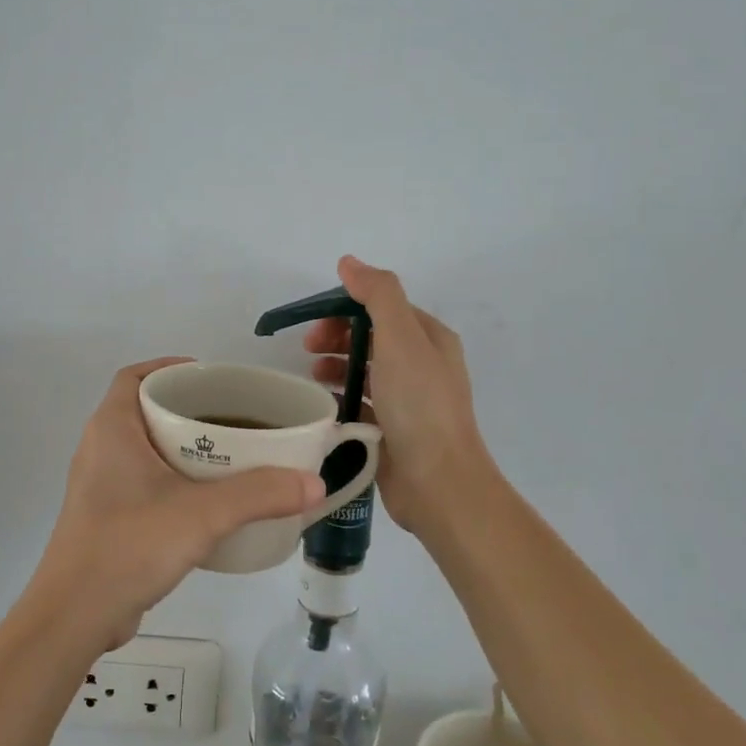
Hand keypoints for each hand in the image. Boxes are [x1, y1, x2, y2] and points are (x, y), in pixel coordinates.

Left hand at [28, 359, 325, 649]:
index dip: (170, 367)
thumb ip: (260, 494)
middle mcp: (100, 449)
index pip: (134, 376)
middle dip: (188, 409)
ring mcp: (100, 487)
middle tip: (234, 418)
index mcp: (112, 428)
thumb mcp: (203, 514)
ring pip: (146, 450)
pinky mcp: (106, 519)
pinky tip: (208, 502)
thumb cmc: (130, 545)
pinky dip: (174, 481)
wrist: (75, 616)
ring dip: (182, 448)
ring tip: (230, 456)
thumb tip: (314, 482)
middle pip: (145, 411)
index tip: (211, 378)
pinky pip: (144, 483)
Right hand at [305, 256, 497, 534]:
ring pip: (366, 371)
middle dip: (338, 337)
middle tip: (307, 349)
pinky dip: (342, 398)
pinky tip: (324, 405)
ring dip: (337, 366)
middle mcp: (422, 365)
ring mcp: (409, 401)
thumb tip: (349, 263)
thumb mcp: (401, 338)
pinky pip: (363, 404)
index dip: (346, 308)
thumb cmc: (419, 405)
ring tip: (312, 376)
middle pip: (372, 337)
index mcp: (430, 338)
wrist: (438, 482)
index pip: (383, 308)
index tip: (315, 323)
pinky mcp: (393, 430)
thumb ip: (377, 295)